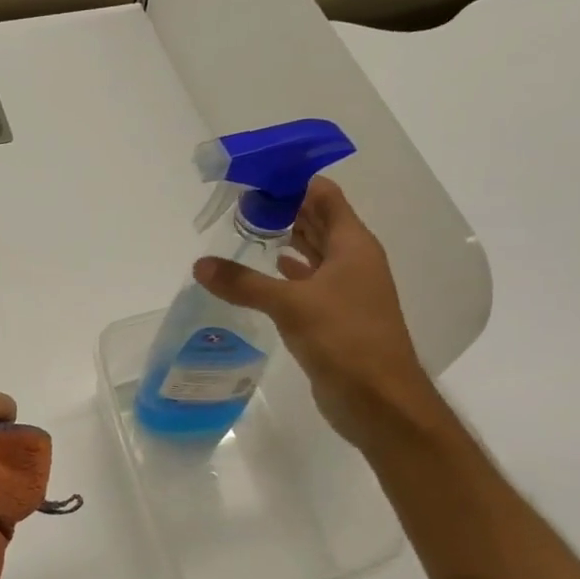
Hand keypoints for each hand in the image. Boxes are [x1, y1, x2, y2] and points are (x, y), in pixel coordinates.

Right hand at [193, 178, 445, 449]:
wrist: (379, 400)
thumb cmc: (345, 340)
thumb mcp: (290, 305)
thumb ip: (244, 283)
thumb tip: (200, 265)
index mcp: (352, 246)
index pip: (324, 196)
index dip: (293, 182)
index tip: (254, 179)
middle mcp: (352, 261)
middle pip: (318, 221)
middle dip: (283, 209)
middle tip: (239, 204)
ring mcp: (346, 290)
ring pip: (313, 252)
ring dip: (285, 239)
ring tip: (245, 230)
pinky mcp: (334, 316)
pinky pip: (308, 282)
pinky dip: (288, 272)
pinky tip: (267, 270)